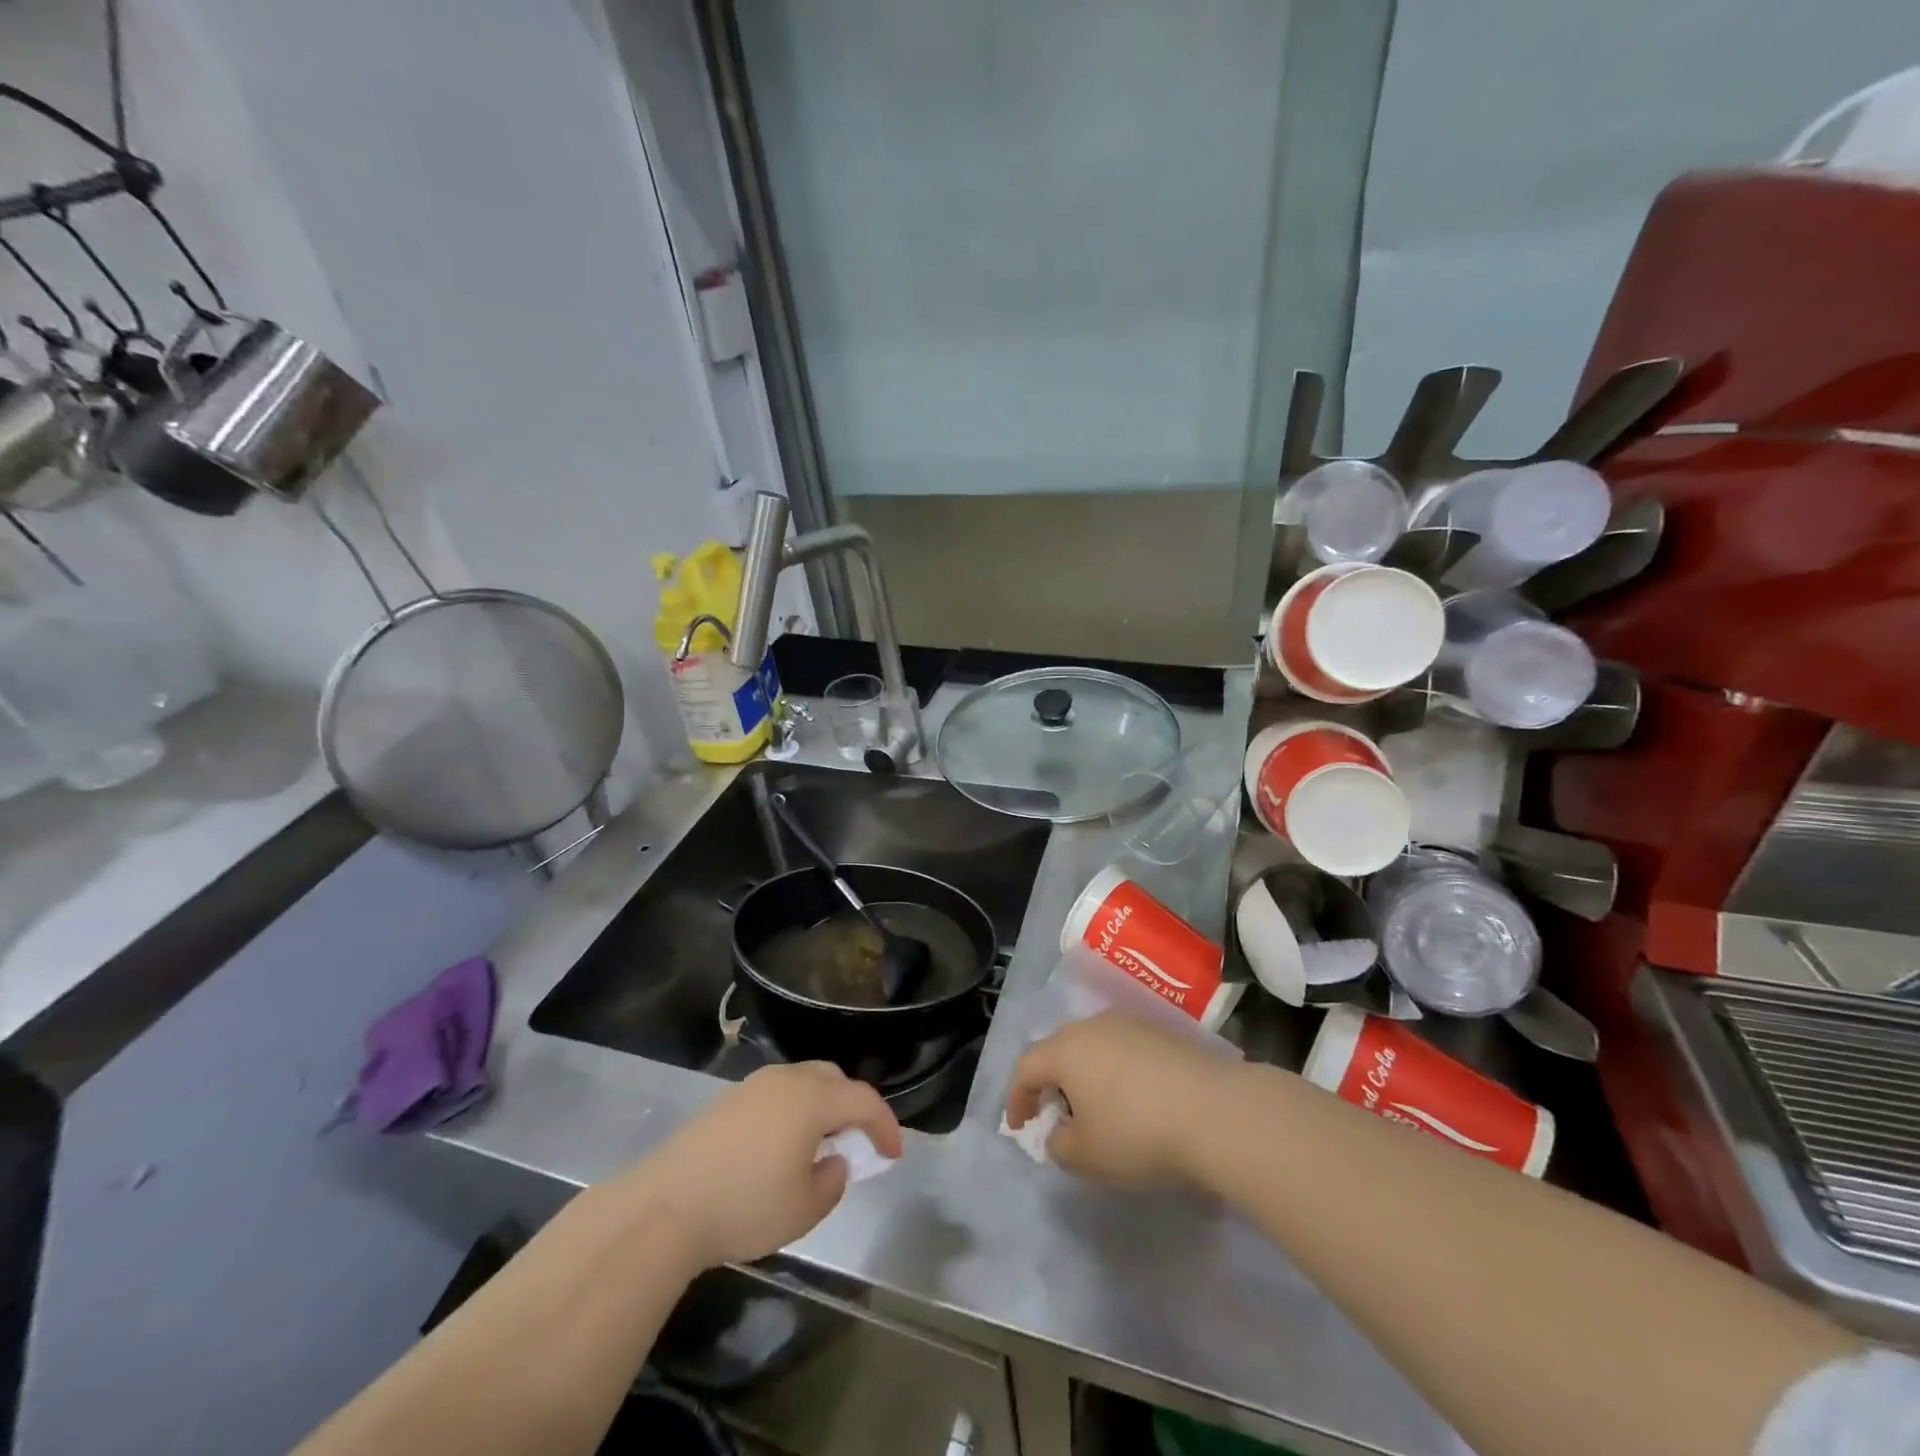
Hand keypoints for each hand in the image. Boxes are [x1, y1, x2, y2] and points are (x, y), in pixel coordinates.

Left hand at [622, 1063, 902, 1269]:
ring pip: (803, 1082)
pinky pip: (777, 1094)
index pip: (863, 1100)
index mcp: (812, 1099)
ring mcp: (754, 1086)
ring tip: (820, 1146)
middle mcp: (787, 1080)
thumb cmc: (745, 1206)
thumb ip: (832, 1182)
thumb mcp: (804, 1209)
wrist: (665, 1206)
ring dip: (822, 1106)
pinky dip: (793, 1111)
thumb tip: (833, 1163)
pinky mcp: (728, 1101)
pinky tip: (782, 1147)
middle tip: (857, 1142)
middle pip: (834, 1079)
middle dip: (853, 1107)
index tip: (893, 1154)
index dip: (884, 1125)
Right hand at [1005, 1013, 1240, 1186]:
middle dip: (1052, 1084)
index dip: (1017, 1098)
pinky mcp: (1162, 1033)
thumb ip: (1059, 1145)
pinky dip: (1117, 1074)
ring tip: (1097, 1110)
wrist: (1215, 1110)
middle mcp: (1093, 1026)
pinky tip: (1134, 1101)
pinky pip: (1124, 1050)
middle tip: (1057, 1117)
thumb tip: (1059, 1132)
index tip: (1020, 1127)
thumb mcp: (1086, 1155)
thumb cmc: (1137, 1132)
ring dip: (1086, 1077)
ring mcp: (1130, 1024)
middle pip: (1059, 1051)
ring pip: (1093, 1048)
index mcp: (1065, 1049)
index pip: (1026, 1068)